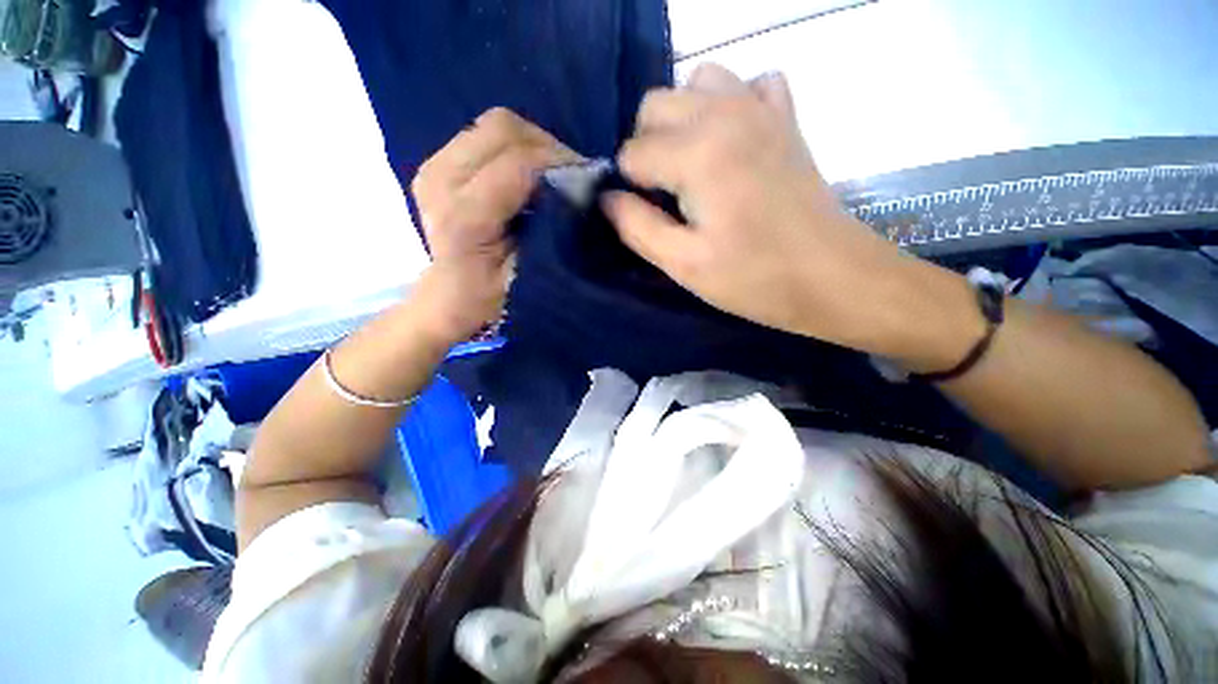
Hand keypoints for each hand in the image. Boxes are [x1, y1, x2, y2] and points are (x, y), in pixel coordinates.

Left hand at [410, 108, 579, 344]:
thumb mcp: (528, 273)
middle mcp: (442, 179)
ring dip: (532, 145)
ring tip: (552, 174)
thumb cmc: (492, 295)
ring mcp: (434, 165)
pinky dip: (515, 148)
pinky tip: (527, 175)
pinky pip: (484, 135)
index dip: (560, 163)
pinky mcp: (436, 161)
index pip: (519, 163)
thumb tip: (578, 193)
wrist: (449, 295)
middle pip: (503, 128)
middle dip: (548, 147)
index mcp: (465, 215)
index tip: (589, 180)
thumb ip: (550, 231)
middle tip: (572, 176)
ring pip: (495, 125)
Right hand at [603, 65, 944, 356]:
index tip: (648, 217)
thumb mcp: (684, 265)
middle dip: (647, 148)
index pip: (631, 152)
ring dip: (681, 120)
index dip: (629, 187)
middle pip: (655, 105)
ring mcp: (761, 108)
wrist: (834, 276)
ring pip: (697, 83)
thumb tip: (607, 199)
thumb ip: (637, 227)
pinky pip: (749, 84)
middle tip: (663, 194)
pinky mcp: (786, 119)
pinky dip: (731, 104)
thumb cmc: (755, 278)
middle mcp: (725, 113)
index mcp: (697, 153)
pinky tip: (733, 141)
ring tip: (691, 164)